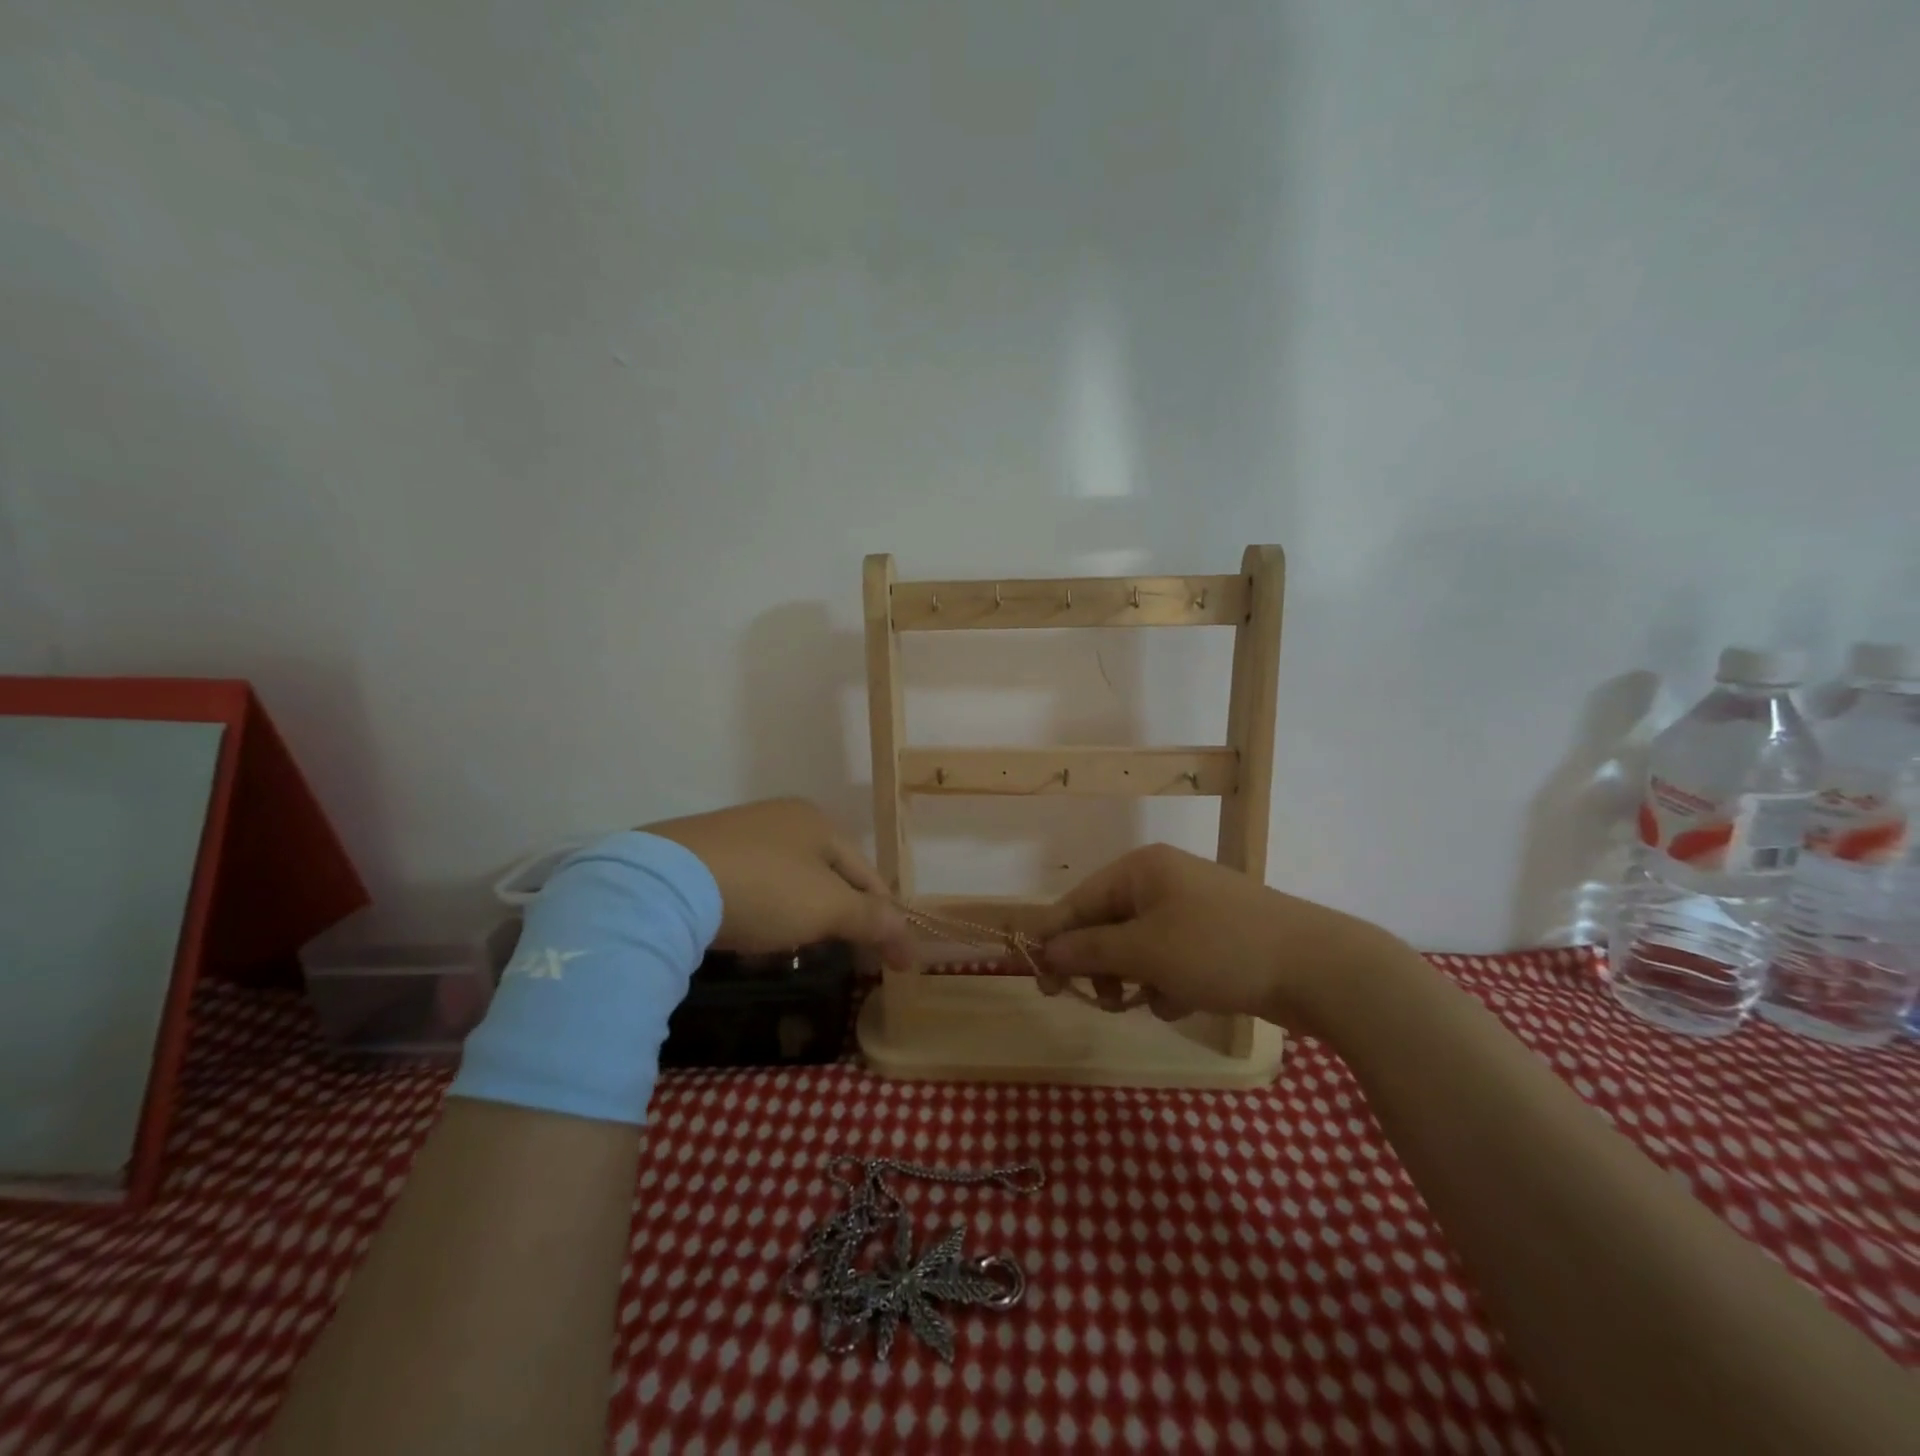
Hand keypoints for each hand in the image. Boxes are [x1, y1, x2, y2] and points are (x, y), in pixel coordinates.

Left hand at [645, 798, 913, 966]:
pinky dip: (763, 917)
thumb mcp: (828, 907)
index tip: (897, 960)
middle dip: (842, 919)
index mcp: (818, 822)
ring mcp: (738, 835)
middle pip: (828, 877)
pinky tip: (753, 943)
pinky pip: (750, 890)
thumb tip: (907, 936)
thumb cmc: (765, 889)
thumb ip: (871, 919)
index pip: (868, 874)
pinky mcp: (702, 857)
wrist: (665, 884)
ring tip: (800, 955)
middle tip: (851, 958)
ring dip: (801, 921)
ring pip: (788, 885)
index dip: (886, 918)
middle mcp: (781, 819)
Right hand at [1032, 844, 1412, 1031]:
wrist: (1318, 968)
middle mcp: (1162, 880)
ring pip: (1138, 947)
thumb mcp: (1145, 952)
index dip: (1055, 940)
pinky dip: (1168, 982)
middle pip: (1107, 925)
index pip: (1078, 901)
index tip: (1040, 983)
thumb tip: (1044, 950)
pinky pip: (1169, 958)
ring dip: (1136, 979)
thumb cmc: (1218, 949)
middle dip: (1102, 966)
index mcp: (1140, 869)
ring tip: (1152, 1002)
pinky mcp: (1214, 936)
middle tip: (1104, 1002)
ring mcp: (1191, 907)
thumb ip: (1088, 950)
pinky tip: (1185, 1001)